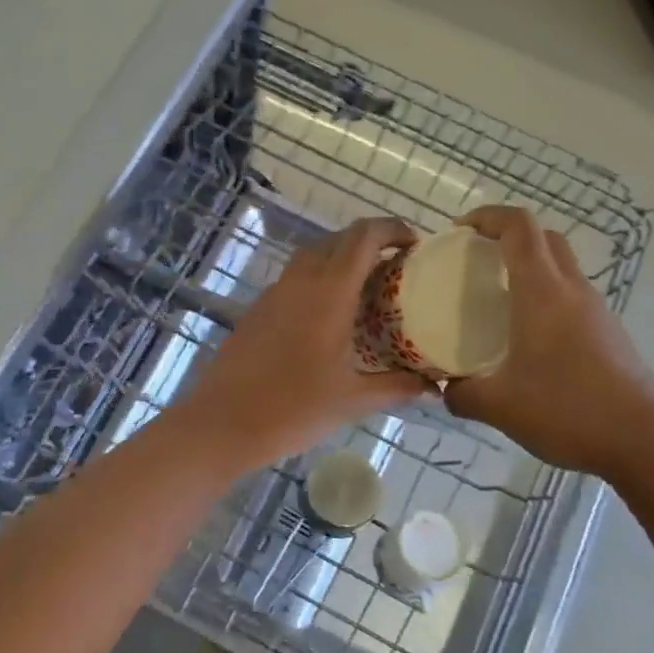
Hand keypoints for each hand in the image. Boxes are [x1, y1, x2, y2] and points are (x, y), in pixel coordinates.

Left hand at [173, 218, 431, 470]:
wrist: (222, 423)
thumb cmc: (293, 409)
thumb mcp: (353, 400)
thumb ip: (396, 387)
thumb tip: (431, 385)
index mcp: (328, 292)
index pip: (363, 237)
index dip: (392, 229)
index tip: (415, 244)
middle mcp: (300, 281)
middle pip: (338, 240)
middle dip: (370, 244)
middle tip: (396, 270)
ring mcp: (273, 293)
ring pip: (313, 257)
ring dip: (341, 261)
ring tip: (366, 292)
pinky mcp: (257, 310)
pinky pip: (295, 280)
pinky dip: (318, 282)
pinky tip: (329, 317)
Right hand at [443, 206, 653, 483]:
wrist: (646, 443)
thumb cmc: (568, 410)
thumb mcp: (499, 406)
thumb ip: (462, 394)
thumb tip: (443, 389)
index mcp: (542, 292)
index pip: (518, 227)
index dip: (488, 216)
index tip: (459, 230)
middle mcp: (572, 290)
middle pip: (543, 238)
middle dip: (508, 235)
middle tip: (477, 259)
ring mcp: (596, 310)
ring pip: (561, 265)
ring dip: (530, 266)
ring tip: (498, 297)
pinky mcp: (609, 333)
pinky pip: (572, 295)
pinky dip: (546, 295)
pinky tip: (528, 335)